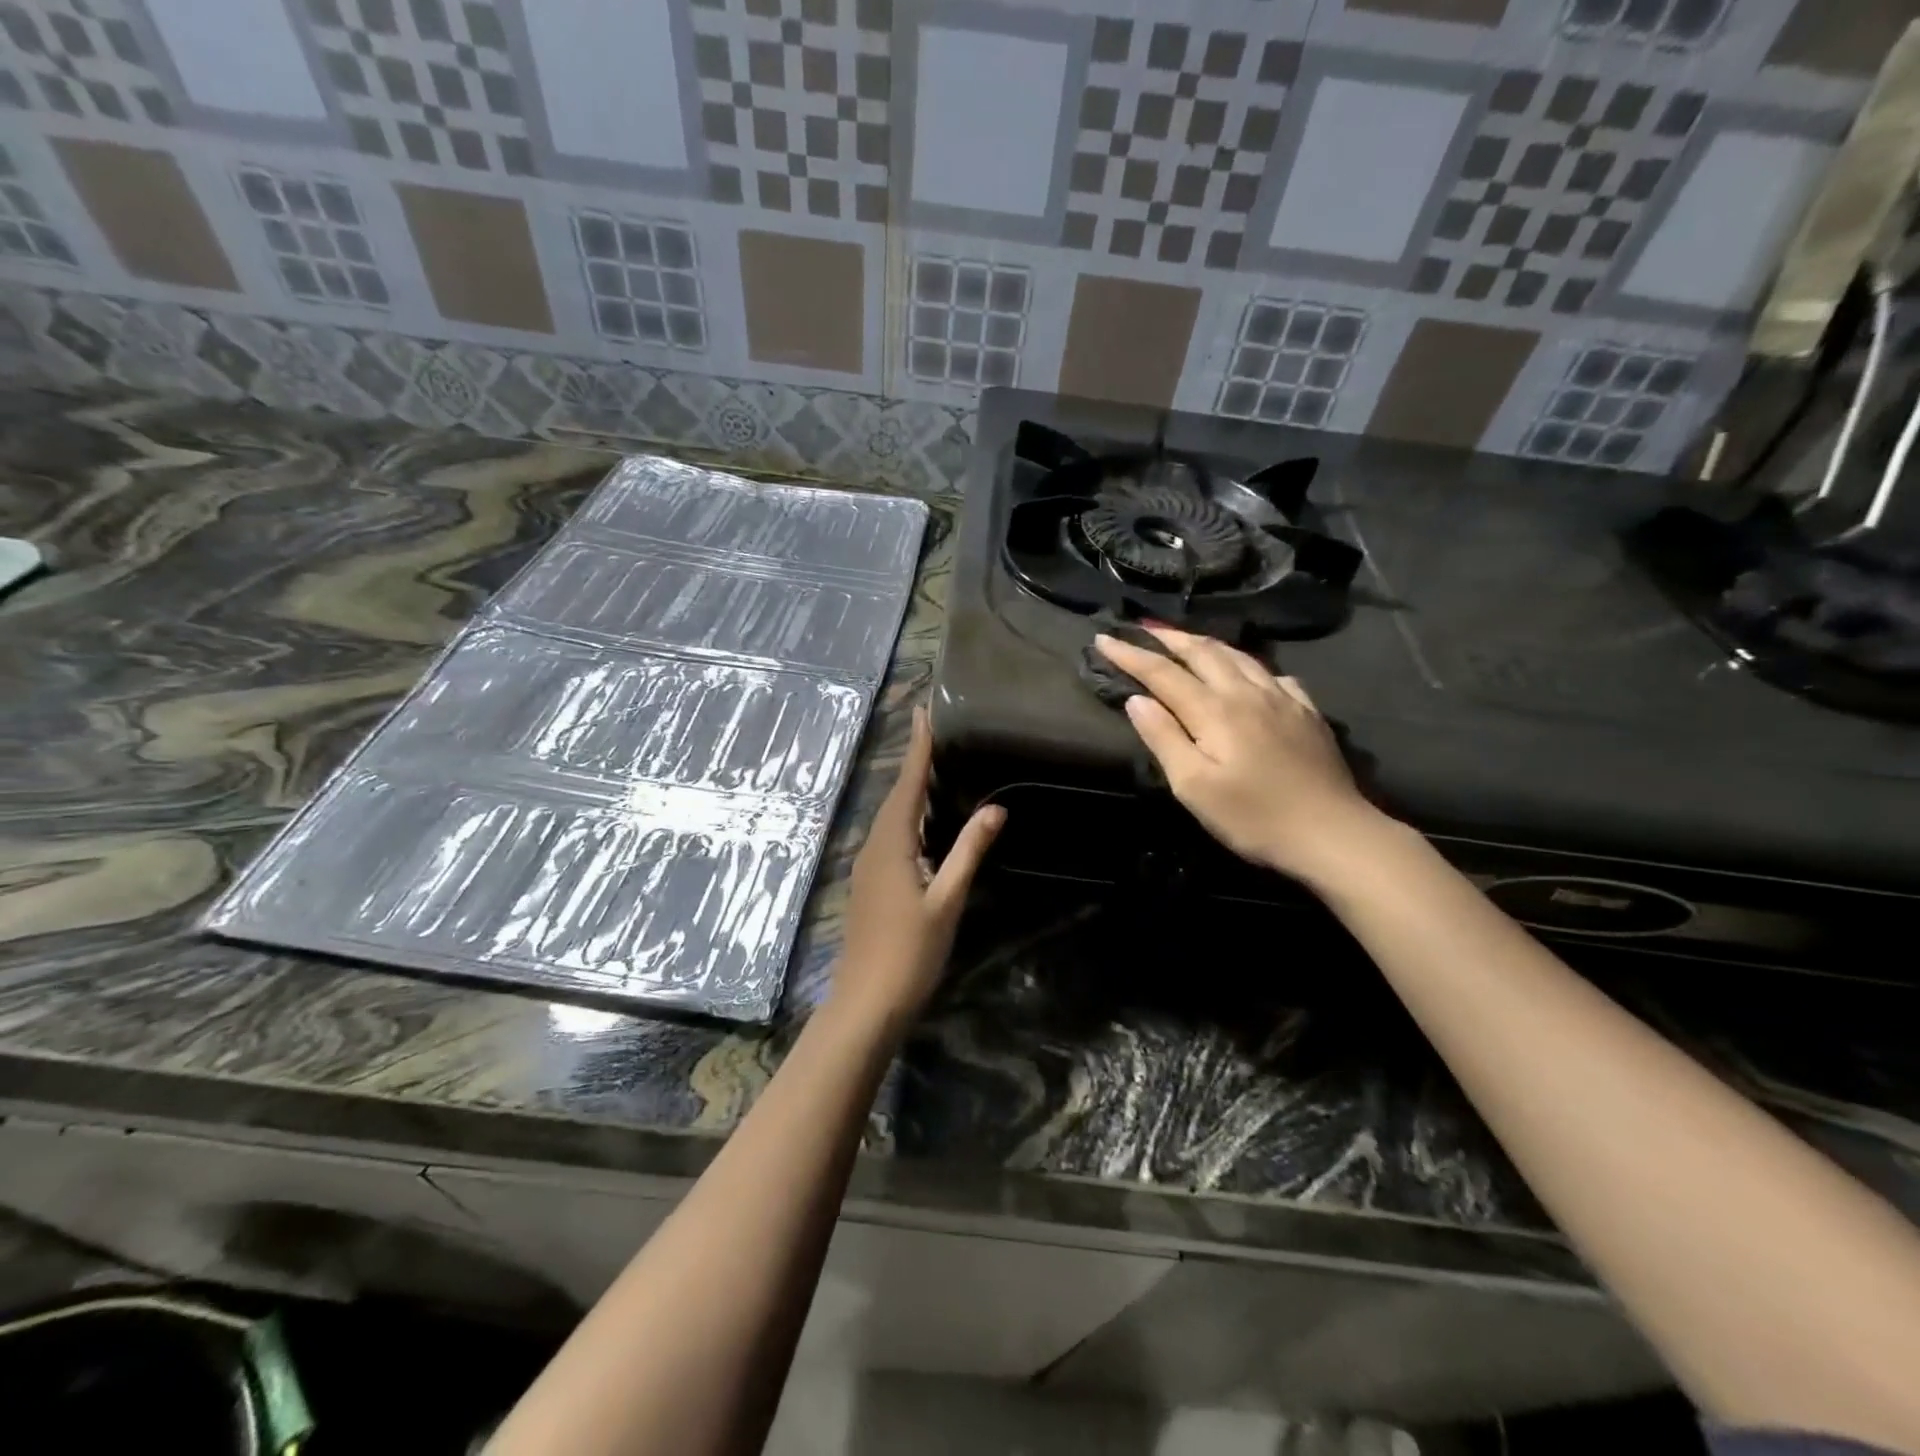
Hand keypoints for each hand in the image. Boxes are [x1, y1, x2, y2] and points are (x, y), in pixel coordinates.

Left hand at [831, 706, 1003, 1033]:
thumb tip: (995, 808)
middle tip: (934, 731)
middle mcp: (874, 847)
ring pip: (891, 817)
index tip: (923, 712)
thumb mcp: (947, 900)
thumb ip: (969, 852)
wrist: (865, 1003)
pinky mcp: (869, 883)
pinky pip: (889, 836)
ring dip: (910, 789)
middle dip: (914, 762)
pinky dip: (907, 817)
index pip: (909, 785)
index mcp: (892, 845)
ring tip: (934, 766)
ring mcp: (867, 866)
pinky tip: (924, 822)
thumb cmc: (910, 953)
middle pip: (896, 796)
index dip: (919, 748)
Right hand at [1094, 626, 1380, 883]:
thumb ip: (1164, 738)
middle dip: (1168, 637)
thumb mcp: (1193, 787)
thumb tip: (1137, 700)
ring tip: (1185, 640)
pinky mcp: (1307, 712)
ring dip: (1205, 644)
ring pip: (1238, 656)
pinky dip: (1247, 664)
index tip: (1103, 639)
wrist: (1332, 833)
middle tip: (1142, 628)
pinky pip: (1272, 674)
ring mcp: (1282, 698)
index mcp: (1214, 710)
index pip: (1162, 673)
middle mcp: (1247, 692)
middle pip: (1202, 652)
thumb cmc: (1253, 817)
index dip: (1131, 655)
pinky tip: (1247, 673)